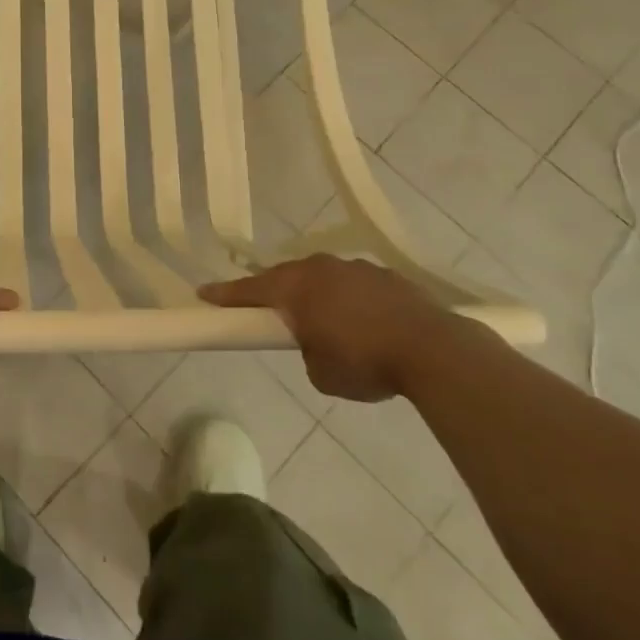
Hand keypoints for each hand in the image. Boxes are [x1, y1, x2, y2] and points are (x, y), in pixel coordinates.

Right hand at [199, 255, 468, 401]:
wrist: (435, 350)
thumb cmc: (365, 362)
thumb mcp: (321, 372)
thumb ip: (307, 351)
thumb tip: (316, 342)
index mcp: (295, 287)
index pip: (249, 289)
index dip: (225, 295)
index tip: (203, 294)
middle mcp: (321, 268)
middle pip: (286, 277)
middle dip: (276, 293)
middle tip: (269, 312)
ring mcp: (357, 268)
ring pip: (324, 278)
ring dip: (318, 296)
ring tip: (327, 324)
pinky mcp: (388, 276)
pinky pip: (356, 285)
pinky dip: (352, 301)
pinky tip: (366, 323)